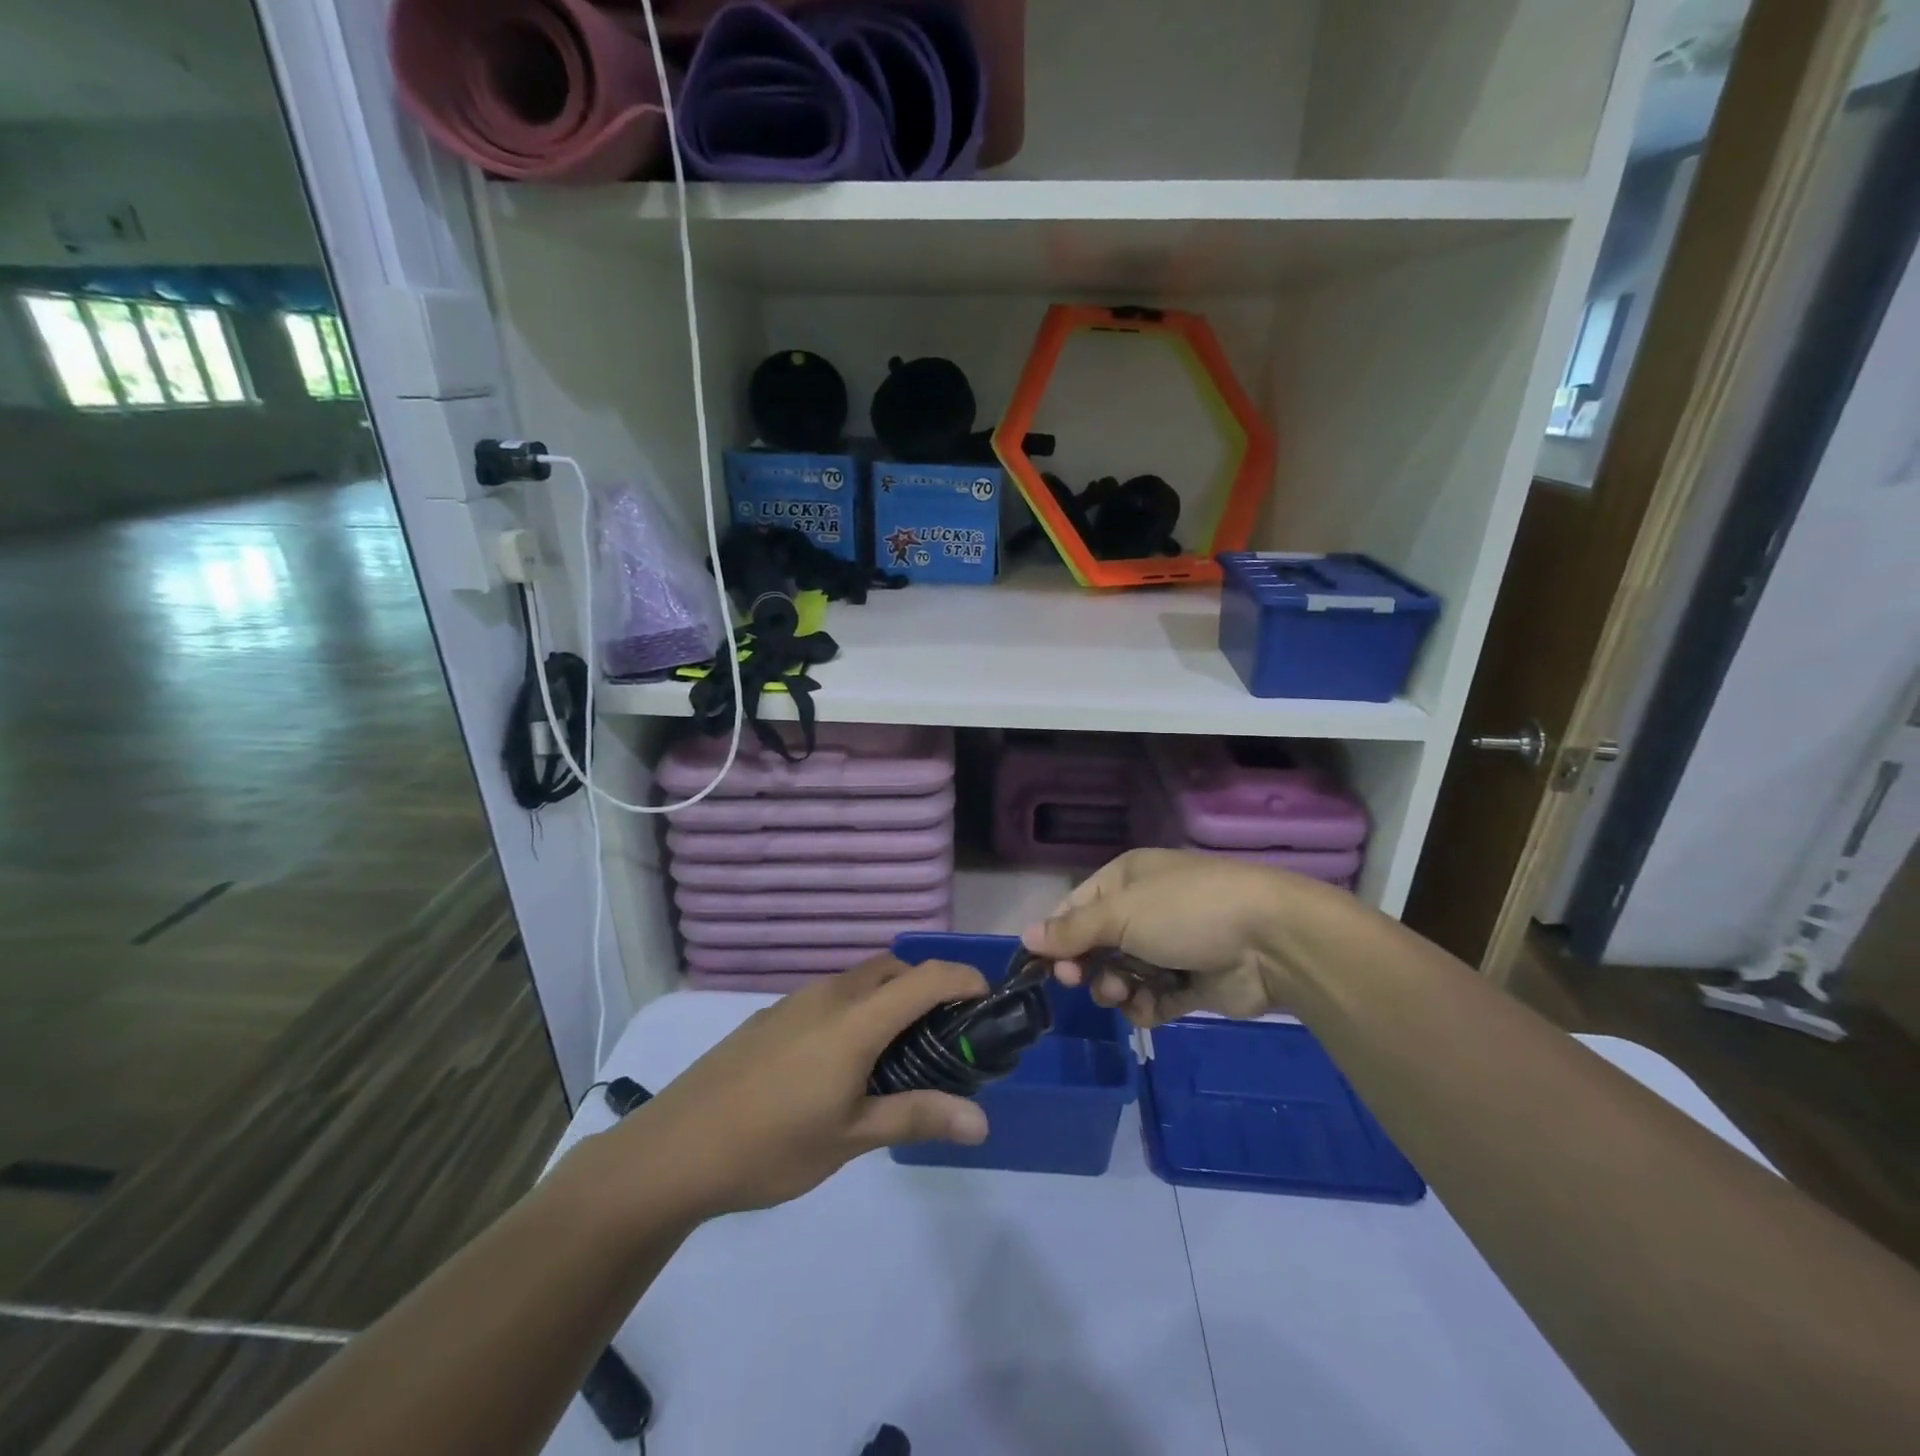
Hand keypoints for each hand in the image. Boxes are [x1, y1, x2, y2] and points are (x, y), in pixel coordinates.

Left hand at [614, 955, 989, 1218]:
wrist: (675, 1149)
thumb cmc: (771, 1145)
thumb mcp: (851, 1137)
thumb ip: (917, 1117)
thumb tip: (982, 1122)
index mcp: (855, 1019)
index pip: (926, 977)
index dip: (964, 979)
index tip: (988, 1000)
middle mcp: (829, 996)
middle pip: (893, 970)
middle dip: (927, 988)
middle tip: (944, 1036)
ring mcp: (794, 1002)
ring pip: (859, 982)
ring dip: (888, 999)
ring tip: (896, 1054)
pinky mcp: (770, 1016)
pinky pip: (830, 997)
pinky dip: (855, 1011)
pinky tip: (841, 1063)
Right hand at [1021, 848, 1347, 1025]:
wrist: (1271, 941)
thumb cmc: (1186, 912)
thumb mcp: (1121, 913)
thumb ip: (1072, 930)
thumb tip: (1026, 936)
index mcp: (1127, 879)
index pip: (1076, 907)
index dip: (1058, 936)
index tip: (1046, 966)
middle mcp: (1146, 910)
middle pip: (1097, 943)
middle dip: (1086, 965)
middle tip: (1080, 982)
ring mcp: (1170, 947)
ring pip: (1122, 975)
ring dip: (1116, 989)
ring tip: (1124, 994)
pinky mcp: (1191, 984)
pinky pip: (1153, 999)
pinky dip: (1147, 1007)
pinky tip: (1150, 1009)